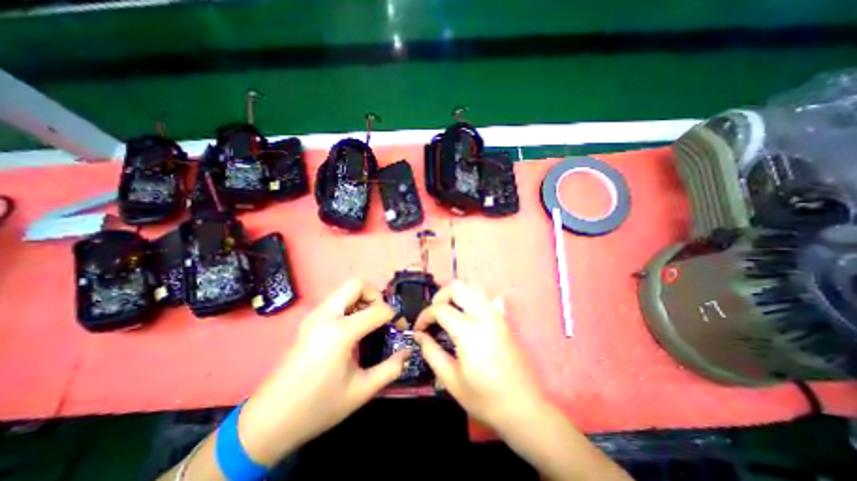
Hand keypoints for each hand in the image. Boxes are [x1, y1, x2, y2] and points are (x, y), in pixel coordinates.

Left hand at [234, 280, 406, 464]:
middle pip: (356, 284)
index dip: (394, 315)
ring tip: (370, 321)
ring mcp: (314, 316)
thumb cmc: (318, 406)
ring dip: (362, 299)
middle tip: (382, 316)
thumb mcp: (361, 391)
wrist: (268, 421)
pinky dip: (350, 306)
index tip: (400, 327)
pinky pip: (335, 301)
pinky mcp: (308, 321)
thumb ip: (390, 369)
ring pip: (344, 291)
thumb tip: (407, 352)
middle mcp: (325, 315)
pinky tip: (353, 328)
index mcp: (340, 332)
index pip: (377, 309)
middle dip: (375, 295)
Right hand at [413, 281, 540, 429]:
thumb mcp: (451, 379)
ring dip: (457, 294)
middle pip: (457, 286)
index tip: (419, 330)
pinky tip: (471, 314)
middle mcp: (483, 315)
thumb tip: (419, 335)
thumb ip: (431, 352)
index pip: (439, 309)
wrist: (522, 408)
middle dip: (440, 296)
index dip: (424, 316)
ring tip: (449, 312)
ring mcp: (496, 314)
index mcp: (468, 330)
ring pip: (473, 286)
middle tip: (434, 315)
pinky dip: (476, 299)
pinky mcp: (504, 319)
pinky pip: (489, 297)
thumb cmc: (484, 397)